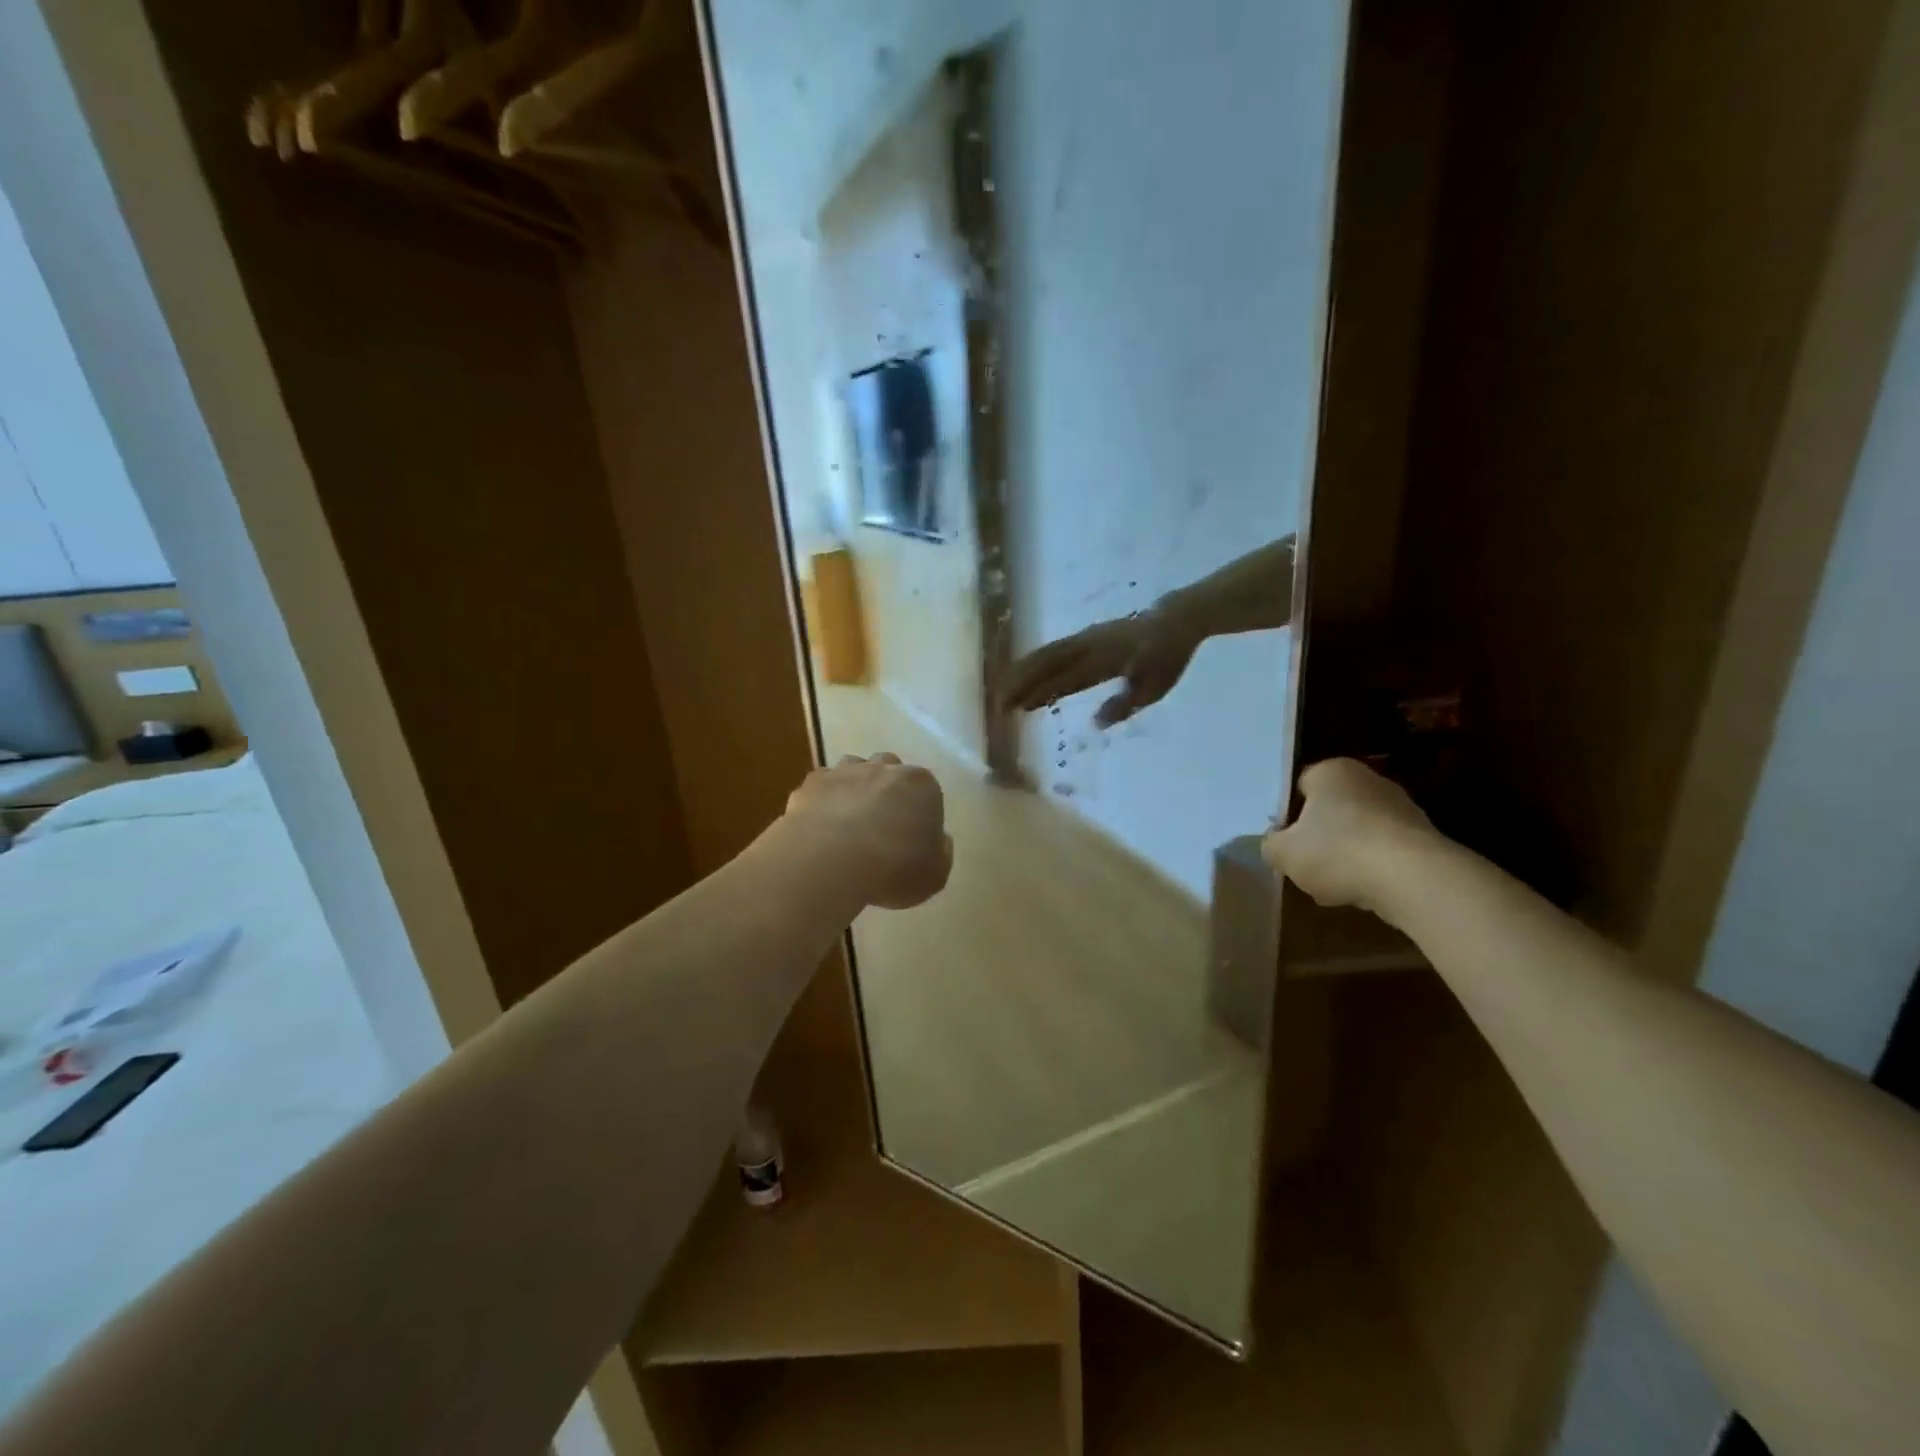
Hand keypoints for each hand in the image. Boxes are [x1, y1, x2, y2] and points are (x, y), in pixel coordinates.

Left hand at [784, 753, 952, 909]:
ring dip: (853, 790)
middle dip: (886, 791)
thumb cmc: (894, 867)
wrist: (831, 859)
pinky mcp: (812, 783)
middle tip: (880, 826)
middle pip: (889, 770)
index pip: (926, 790)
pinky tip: (820, 828)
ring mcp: (845, 771)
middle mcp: (885, 768)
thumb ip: (940, 853)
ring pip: (853, 770)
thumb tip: (937, 840)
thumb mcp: (935, 874)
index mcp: (921, 785)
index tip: (911, 837)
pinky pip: (821, 788)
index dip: (919, 813)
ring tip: (847, 824)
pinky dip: (823, 802)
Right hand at [1003, 609, 1200, 726]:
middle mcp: (1088, 646)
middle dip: (1021, 682)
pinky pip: (1053, 648)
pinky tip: (1023, 674)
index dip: (1040, 692)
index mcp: (1105, 660)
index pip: (1065, 679)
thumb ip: (1124, 704)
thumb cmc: (1166, 658)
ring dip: (1023, 671)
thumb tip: (1095, 722)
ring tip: (1003, 690)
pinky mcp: (1084, 637)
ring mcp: (1084, 638)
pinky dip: (1034, 661)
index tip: (1019, 708)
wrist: (1175, 620)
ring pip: (1046, 653)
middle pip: (1047, 663)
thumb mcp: (1153, 688)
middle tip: (1000, 703)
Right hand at [1261, 758, 1436, 914]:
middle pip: (1331, 809)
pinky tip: (1364, 891)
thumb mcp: (1283, 853)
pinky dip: (1373, 868)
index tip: (1284, 841)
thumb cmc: (1338, 852)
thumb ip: (1270, 845)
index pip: (1299, 786)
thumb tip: (1274, 843)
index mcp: (1331, 771)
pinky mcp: (1424, 837)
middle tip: (1305, 863)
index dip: (1288, 815)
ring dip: (1346, 855)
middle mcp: (1368, 779)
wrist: (1414, 879)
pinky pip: (1385, 851)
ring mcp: (1401, 807)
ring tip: (1334, 885)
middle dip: (1319, 835)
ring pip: (1358, 832)